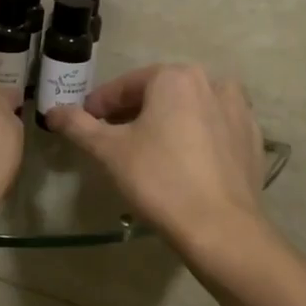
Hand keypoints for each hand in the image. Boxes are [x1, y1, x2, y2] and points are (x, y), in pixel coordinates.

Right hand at [46, 64, 265, 253]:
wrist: (221, 228)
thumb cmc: (159, 180)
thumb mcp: (109, 152)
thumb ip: (79, 125)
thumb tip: (53, 111)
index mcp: (176, 77)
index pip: (126, 85)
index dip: (100, 105)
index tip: (84, 123)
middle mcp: (212, 82)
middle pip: (160, 94)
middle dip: (133, 113)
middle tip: (111, 139)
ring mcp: (239, 110)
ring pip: (189, 110)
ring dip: (165, 123)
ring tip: (146, 151)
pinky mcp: (253, 139)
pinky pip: (213, 130)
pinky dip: (194, 139)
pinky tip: (182, 164)